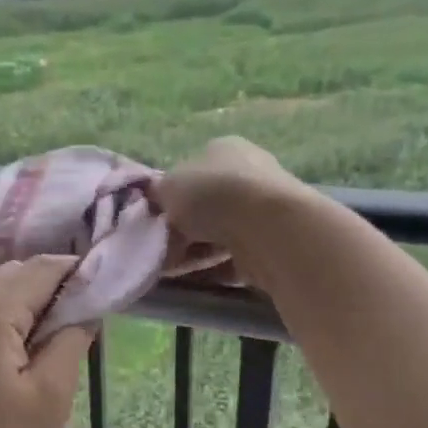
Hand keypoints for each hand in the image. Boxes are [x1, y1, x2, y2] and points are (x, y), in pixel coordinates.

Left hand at [0, 257, 93, 427]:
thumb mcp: (48, 398)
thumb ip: (70, 344)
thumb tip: (83, 314)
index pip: (44, 268)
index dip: (79, 276)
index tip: (103, 299)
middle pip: (15, 275)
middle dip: (51, 290)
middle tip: (78, 326)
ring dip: (25, 306)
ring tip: (47, 344)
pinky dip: (0, 322)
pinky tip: (12, 358)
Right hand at [151, 138, 314, 257]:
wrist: (265, 227)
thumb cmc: (211, 195)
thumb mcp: (167, 187)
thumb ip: (157, 194)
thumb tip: (156, 199)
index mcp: (223, 149)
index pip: (190, 172)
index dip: (169, 197)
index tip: (155, 220)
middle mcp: (247, 173)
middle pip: (204, 206)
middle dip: (181, 229)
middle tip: (160, 248)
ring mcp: (263, 208)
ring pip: (217, 233)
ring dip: (194, 251)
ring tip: (172, 268)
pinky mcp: (271, 241)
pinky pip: (233, 256)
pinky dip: (213, 268)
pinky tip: (196, 278)